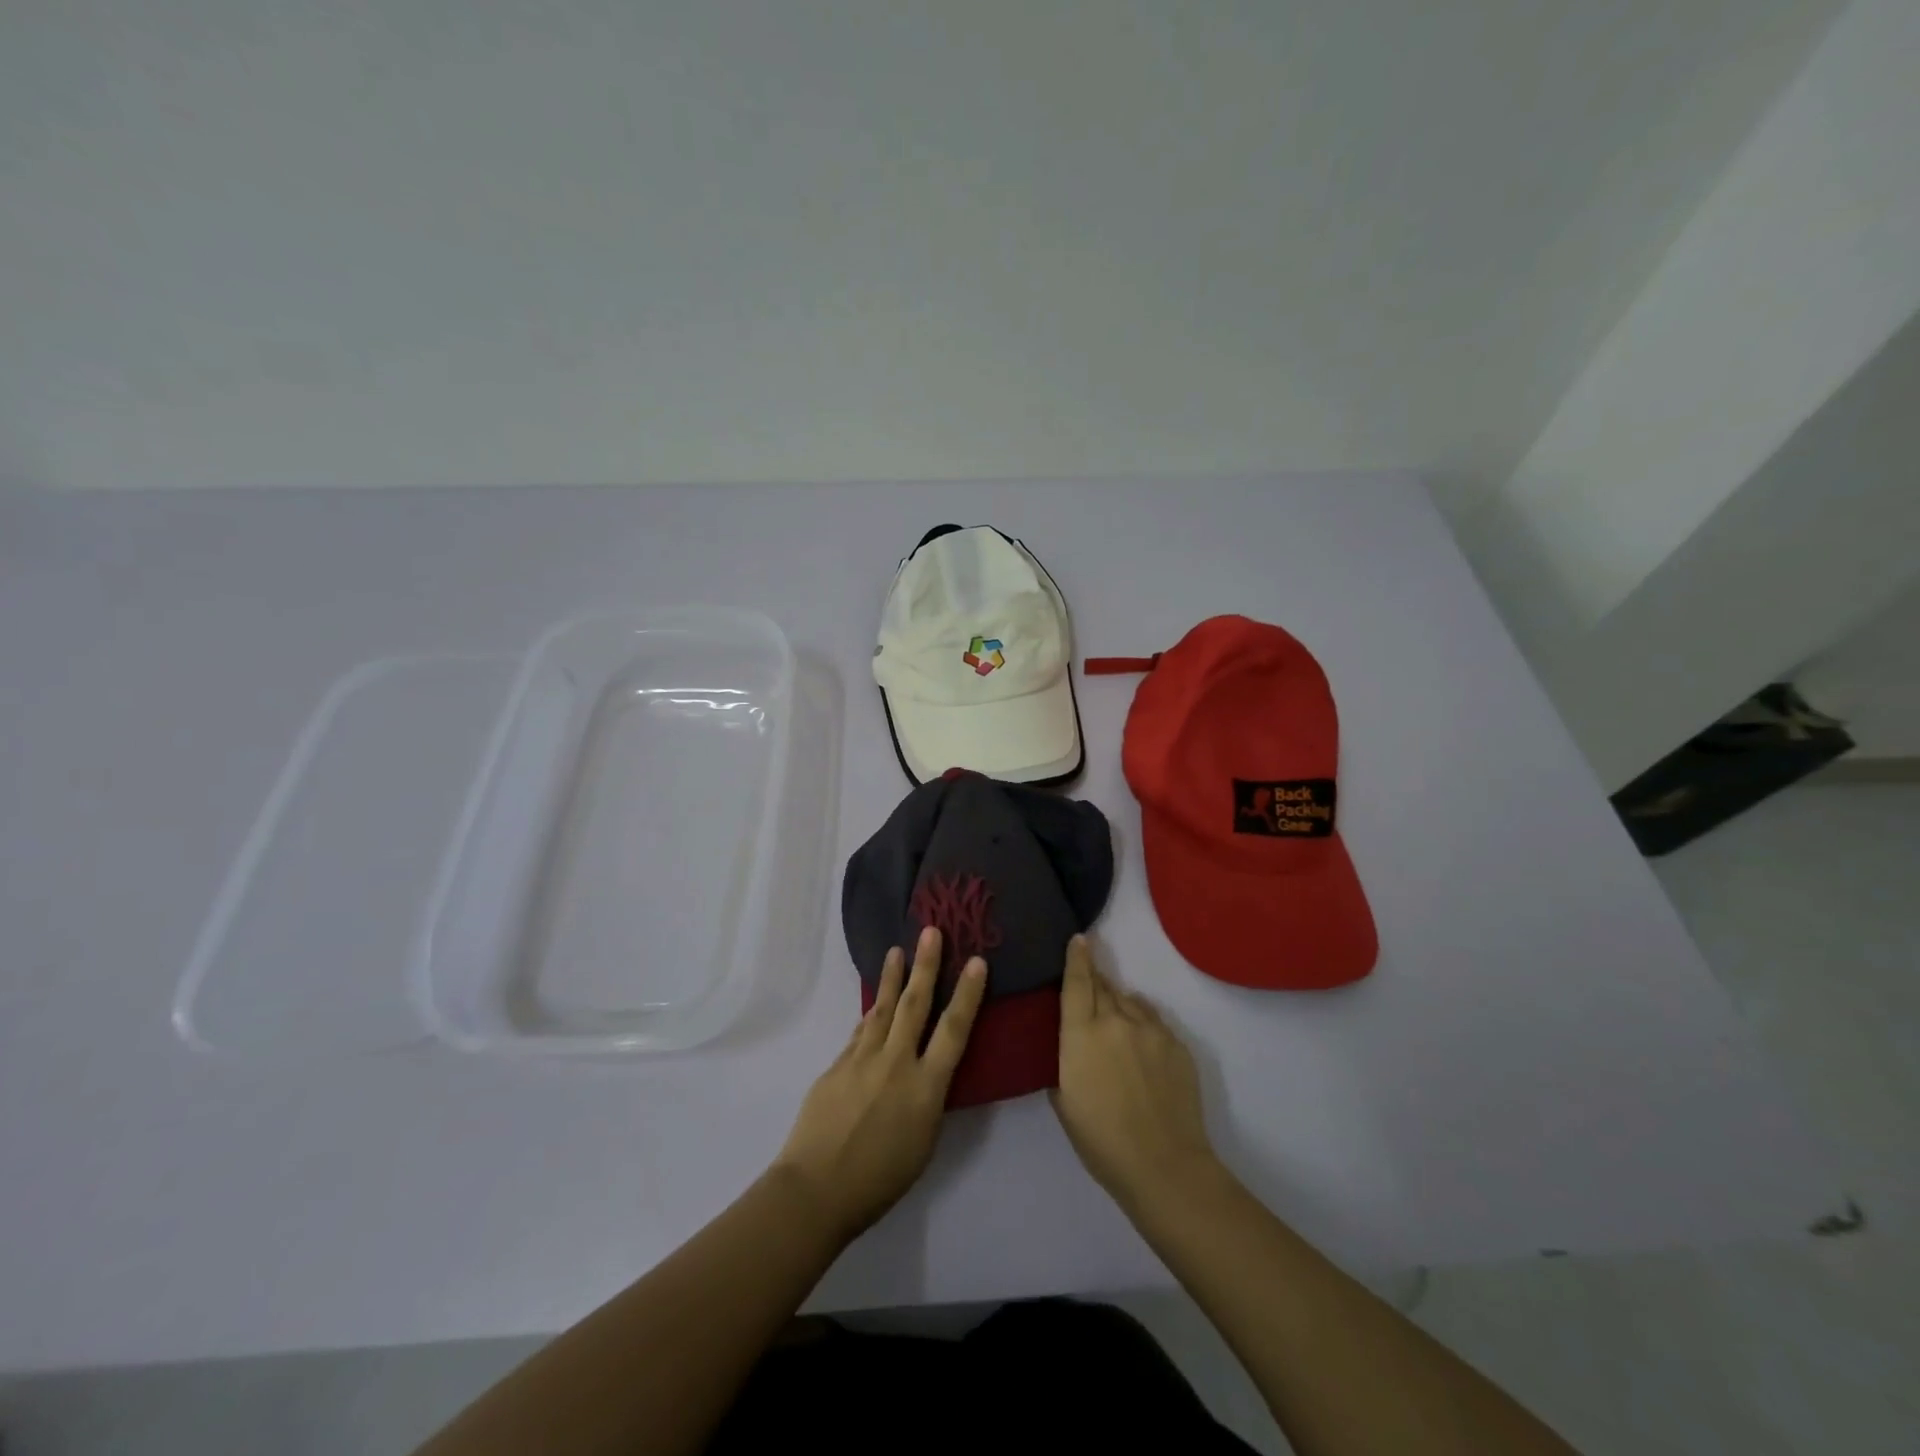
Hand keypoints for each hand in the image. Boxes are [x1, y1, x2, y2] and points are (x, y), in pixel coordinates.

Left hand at [773, 926, 986, 1241]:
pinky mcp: (837, 1065)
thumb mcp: (922, 1143)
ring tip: (896, 951)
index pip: (954, 1031)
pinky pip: (860, 1033)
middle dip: (925, 965)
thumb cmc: (879, 1180)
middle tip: (930, 931)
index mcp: (925, 1088)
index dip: (967, 994)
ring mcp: (862, 1060)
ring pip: (882, 1009)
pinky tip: (875, 1005)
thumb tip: (927, 1073)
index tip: (976, 961)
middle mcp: (896, 1063)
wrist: (815, 1189)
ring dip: (892, 978)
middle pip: (915, 1005)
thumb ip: (928, 1101)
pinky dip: (871, 1015)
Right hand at [1051, 935, 1216, 1208]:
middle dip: (1095, 980)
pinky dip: (1142, 1021)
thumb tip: (1071, 1046)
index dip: (1076, 958)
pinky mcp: (1176, 1044)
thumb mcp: (1064, 1101)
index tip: (1079, 938)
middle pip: (1102, 987)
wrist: (1164, 1165)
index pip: (1076, 983)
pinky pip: (1153, 1020)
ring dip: (1119, 1002)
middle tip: (1089, 982)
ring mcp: (1150, 1030)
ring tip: (1116, 1019)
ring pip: (1129, 1001)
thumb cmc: (1101, 1141)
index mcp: (1081, 1034)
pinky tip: (1140, 1039)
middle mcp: (1115, 1021)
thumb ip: (1063, 1063)